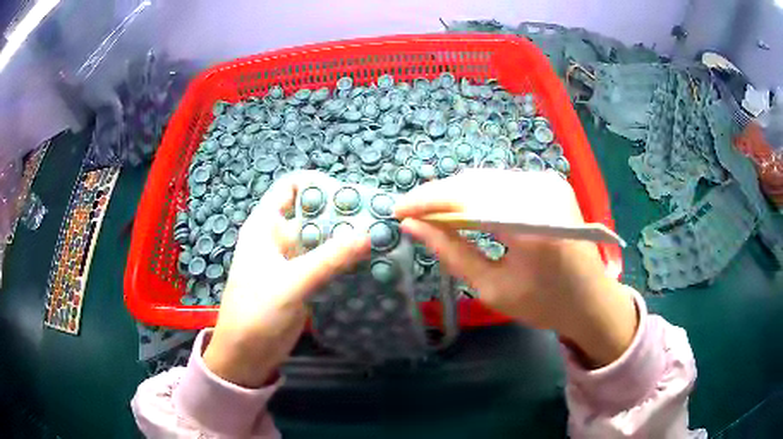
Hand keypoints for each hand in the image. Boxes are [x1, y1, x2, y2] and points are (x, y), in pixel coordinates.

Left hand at [203, 173, 369, 387]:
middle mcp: (279, 237)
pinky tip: (368, 265)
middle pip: (312, 213)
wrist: (246, 355)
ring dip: (345, 240)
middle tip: (375, 220)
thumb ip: (329, 258)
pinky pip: (326, 263)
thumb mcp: (291, 283)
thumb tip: (369, 233)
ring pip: (321, 240)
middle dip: (340, 214)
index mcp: (265, 225)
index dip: (318, 185)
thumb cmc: (256, 312)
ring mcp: (292, 261)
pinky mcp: (302, 281)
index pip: (291, 187)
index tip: (349, 197)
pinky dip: (344, 262)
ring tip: (378, 240)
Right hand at [395, 169, 636, 367]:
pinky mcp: (551, 182)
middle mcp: (542, 192)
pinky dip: (480, 193)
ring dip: (458, 193)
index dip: (427, 201)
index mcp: (531, 226)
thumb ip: (451, 253)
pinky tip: (465, 208)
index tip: (398, 210)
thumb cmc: (543, 304)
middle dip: (439, 196)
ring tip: (433, 213)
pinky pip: (504, 182)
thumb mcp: (492, 288)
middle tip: (412, 213)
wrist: (591, 299)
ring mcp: (549, 182)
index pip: (467, 198)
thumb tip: (414, 227)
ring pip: (488, 179)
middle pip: (476, 182)